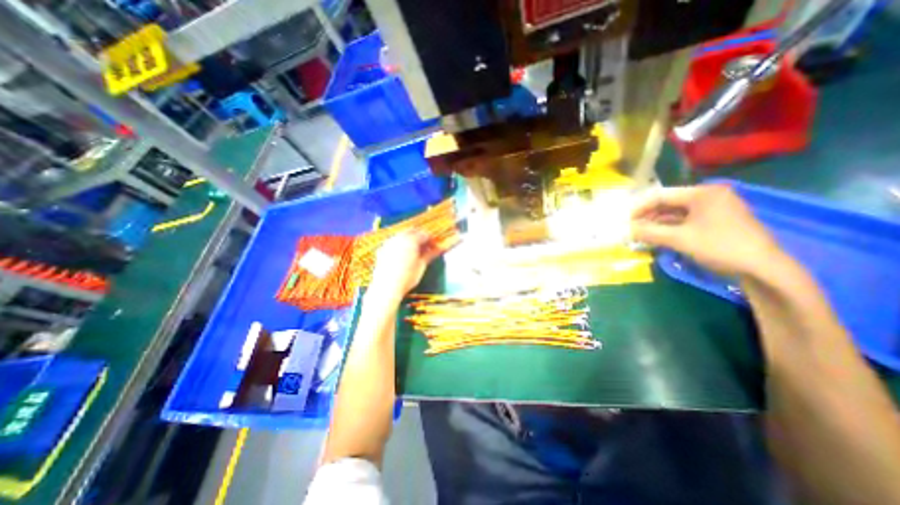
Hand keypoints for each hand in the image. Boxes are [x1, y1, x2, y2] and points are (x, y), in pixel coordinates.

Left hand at [369, 231, 441, 305]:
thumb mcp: (421, 265)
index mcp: (412, 240)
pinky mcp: (382, 249)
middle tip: (425, 246)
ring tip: (414, 250)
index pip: (424, 235)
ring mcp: (389, 242)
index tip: (434, 246)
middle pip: (412, 231)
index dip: (431, 240)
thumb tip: (441, 248)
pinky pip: (393, 241)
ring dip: (409, 239)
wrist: (387, 287)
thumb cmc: (408, 277)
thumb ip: (431, 254)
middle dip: (420, 236)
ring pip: (401, 235)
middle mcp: (399, 237)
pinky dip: (400, 244)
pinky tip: (402, 254)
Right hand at [627, 183, 784, 278]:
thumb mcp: (679, 239)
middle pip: (669, 203)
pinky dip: (671, 228)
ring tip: (642, 234)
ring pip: (677, 213)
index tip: (625, 220)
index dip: (640, 207)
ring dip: (658, 223)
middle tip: (632, 228)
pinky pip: (687, 221)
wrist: (763, 268)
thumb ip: (649, 232)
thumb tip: (626, 229)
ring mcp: (716, 208)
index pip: (661, 195)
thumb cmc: (719, 247)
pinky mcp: (718, 221)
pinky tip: (659, 237)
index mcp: (702, 193)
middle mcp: (709, 196)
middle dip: (648, 216)